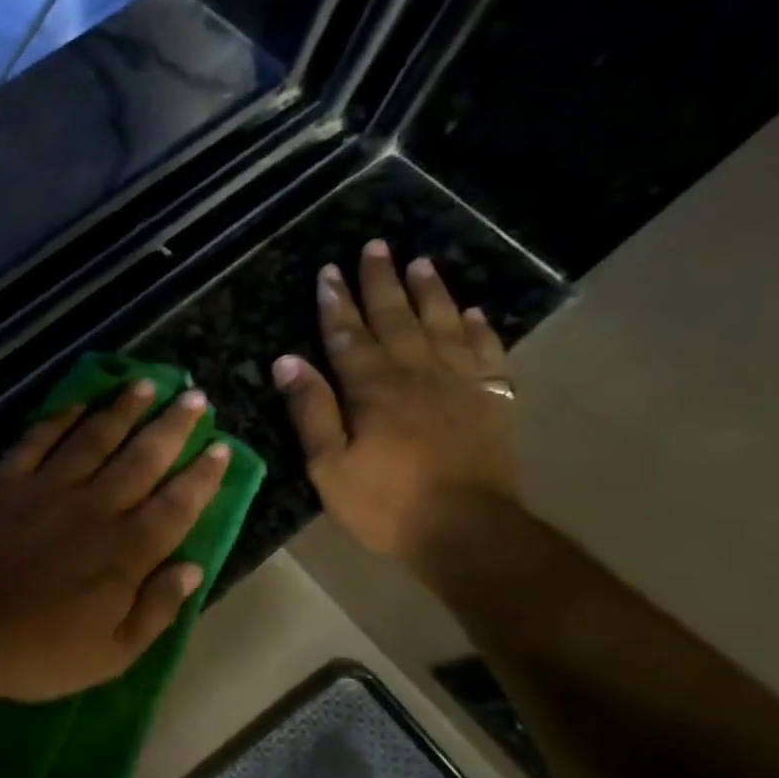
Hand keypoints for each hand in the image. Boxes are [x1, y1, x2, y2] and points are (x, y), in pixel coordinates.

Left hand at [0, 382, 231, 703]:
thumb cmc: (37, 651)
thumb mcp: (111, 654)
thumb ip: (156, 610)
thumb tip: (192, 568)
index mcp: (125, 553)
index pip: (176, 505)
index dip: (202, 476)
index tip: (221, 447)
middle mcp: (93, 509)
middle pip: (141, 459)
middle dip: (172, 427)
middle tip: (195, 398)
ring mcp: (46, 490)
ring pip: (93, 439)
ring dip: (123, 410)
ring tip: (147, 384)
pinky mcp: (4, 483)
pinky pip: (36, 441)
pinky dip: (59, 419)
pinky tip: (77, 404)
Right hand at [271, 240, 518, 563]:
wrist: (466, 531)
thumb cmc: (385, 503)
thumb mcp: (328, 466)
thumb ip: (311, 410)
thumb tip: (287, 361)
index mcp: (374, 391)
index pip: (349, 337)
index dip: (336, 303)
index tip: (328, 271)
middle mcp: (418, 375)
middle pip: (396, 319)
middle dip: (381, 282)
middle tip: (375, 246)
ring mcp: (460, 385)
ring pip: (443, 325)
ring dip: (430, 292)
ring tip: (421, 262)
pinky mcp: (491, 402)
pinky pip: (486, 353)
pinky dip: (478, 328)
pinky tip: (473, 312)